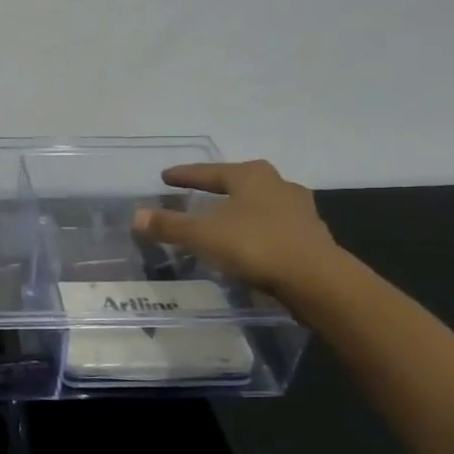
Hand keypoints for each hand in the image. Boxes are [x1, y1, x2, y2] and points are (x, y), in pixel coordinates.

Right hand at [132, 159, 341, 294]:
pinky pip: (273, 227)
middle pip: (238, 182)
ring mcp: (299, 210)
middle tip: (196, 194)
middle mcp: (277, 184)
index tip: (166, 176)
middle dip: (217, 188)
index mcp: (250, 176)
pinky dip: (256, 231)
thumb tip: (136, 216)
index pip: (209, 172)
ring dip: (239, 210)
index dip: (185, 175)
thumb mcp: (203, 236)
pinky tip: (247, 243)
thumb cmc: (256, 246)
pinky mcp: (310, 236)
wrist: (317, 281)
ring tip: (222, 219)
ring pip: (259, 204)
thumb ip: (169, 226)